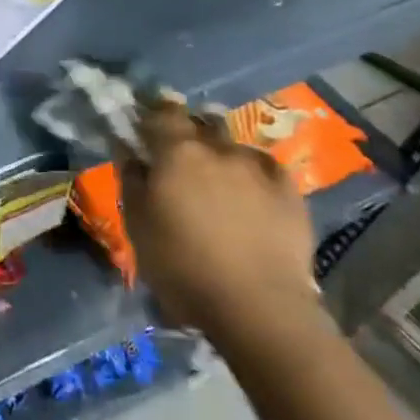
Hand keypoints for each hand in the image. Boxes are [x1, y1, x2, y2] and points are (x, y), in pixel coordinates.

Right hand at [119, 99, 318, 343]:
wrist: (258, 306)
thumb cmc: (182, 266)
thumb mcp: (137, 225)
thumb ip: (131, 180)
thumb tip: (129, 151)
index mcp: (177, 153)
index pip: (162, 112)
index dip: (152, 112)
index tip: (144, 122)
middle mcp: (219, 149)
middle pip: (200, 123)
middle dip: (188, 131)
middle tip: (179, 154)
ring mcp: (259, 167)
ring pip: (233, 146)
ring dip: (220, 153)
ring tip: (217, 178)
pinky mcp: (290, 190)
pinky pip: (264, 168)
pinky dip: (252, 173)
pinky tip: (250, 192)